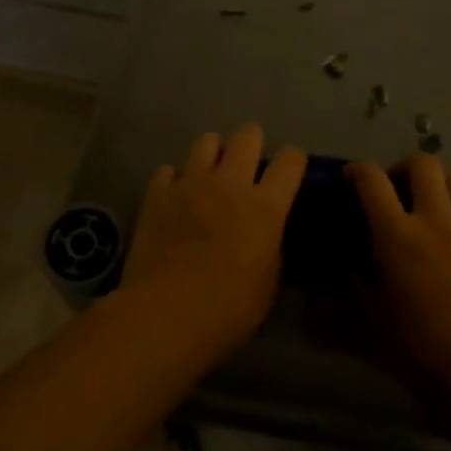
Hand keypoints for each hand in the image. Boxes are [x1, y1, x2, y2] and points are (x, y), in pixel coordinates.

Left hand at [119, 124, 305, 354]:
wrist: (164, 314)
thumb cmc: (226, 310)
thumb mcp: (267, 285)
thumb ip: (270, 247)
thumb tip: (266, 234)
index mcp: (265, 207)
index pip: (290, 160)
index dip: (292, 161)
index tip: (288, 172)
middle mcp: (230, 184)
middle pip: (247, 136)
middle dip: (252, 142)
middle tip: (247, 164)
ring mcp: (190, 184)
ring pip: (206, 141)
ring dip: (213, 152)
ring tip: (211, 172)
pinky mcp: (157, 194)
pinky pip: (168, 171)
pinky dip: (175, 179)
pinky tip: (175, 196)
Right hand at [346, 154, 450, 400]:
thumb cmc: (420, 352)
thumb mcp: (373, 320)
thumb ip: (359, 285)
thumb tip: (353, 266)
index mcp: (398, 236)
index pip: (372, 181)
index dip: (358, 171)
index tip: (351, 177)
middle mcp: (436, 220)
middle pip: (423, 165)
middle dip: (403, 167)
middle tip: (396, 188)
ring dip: (438, 183)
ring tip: (430, 206)